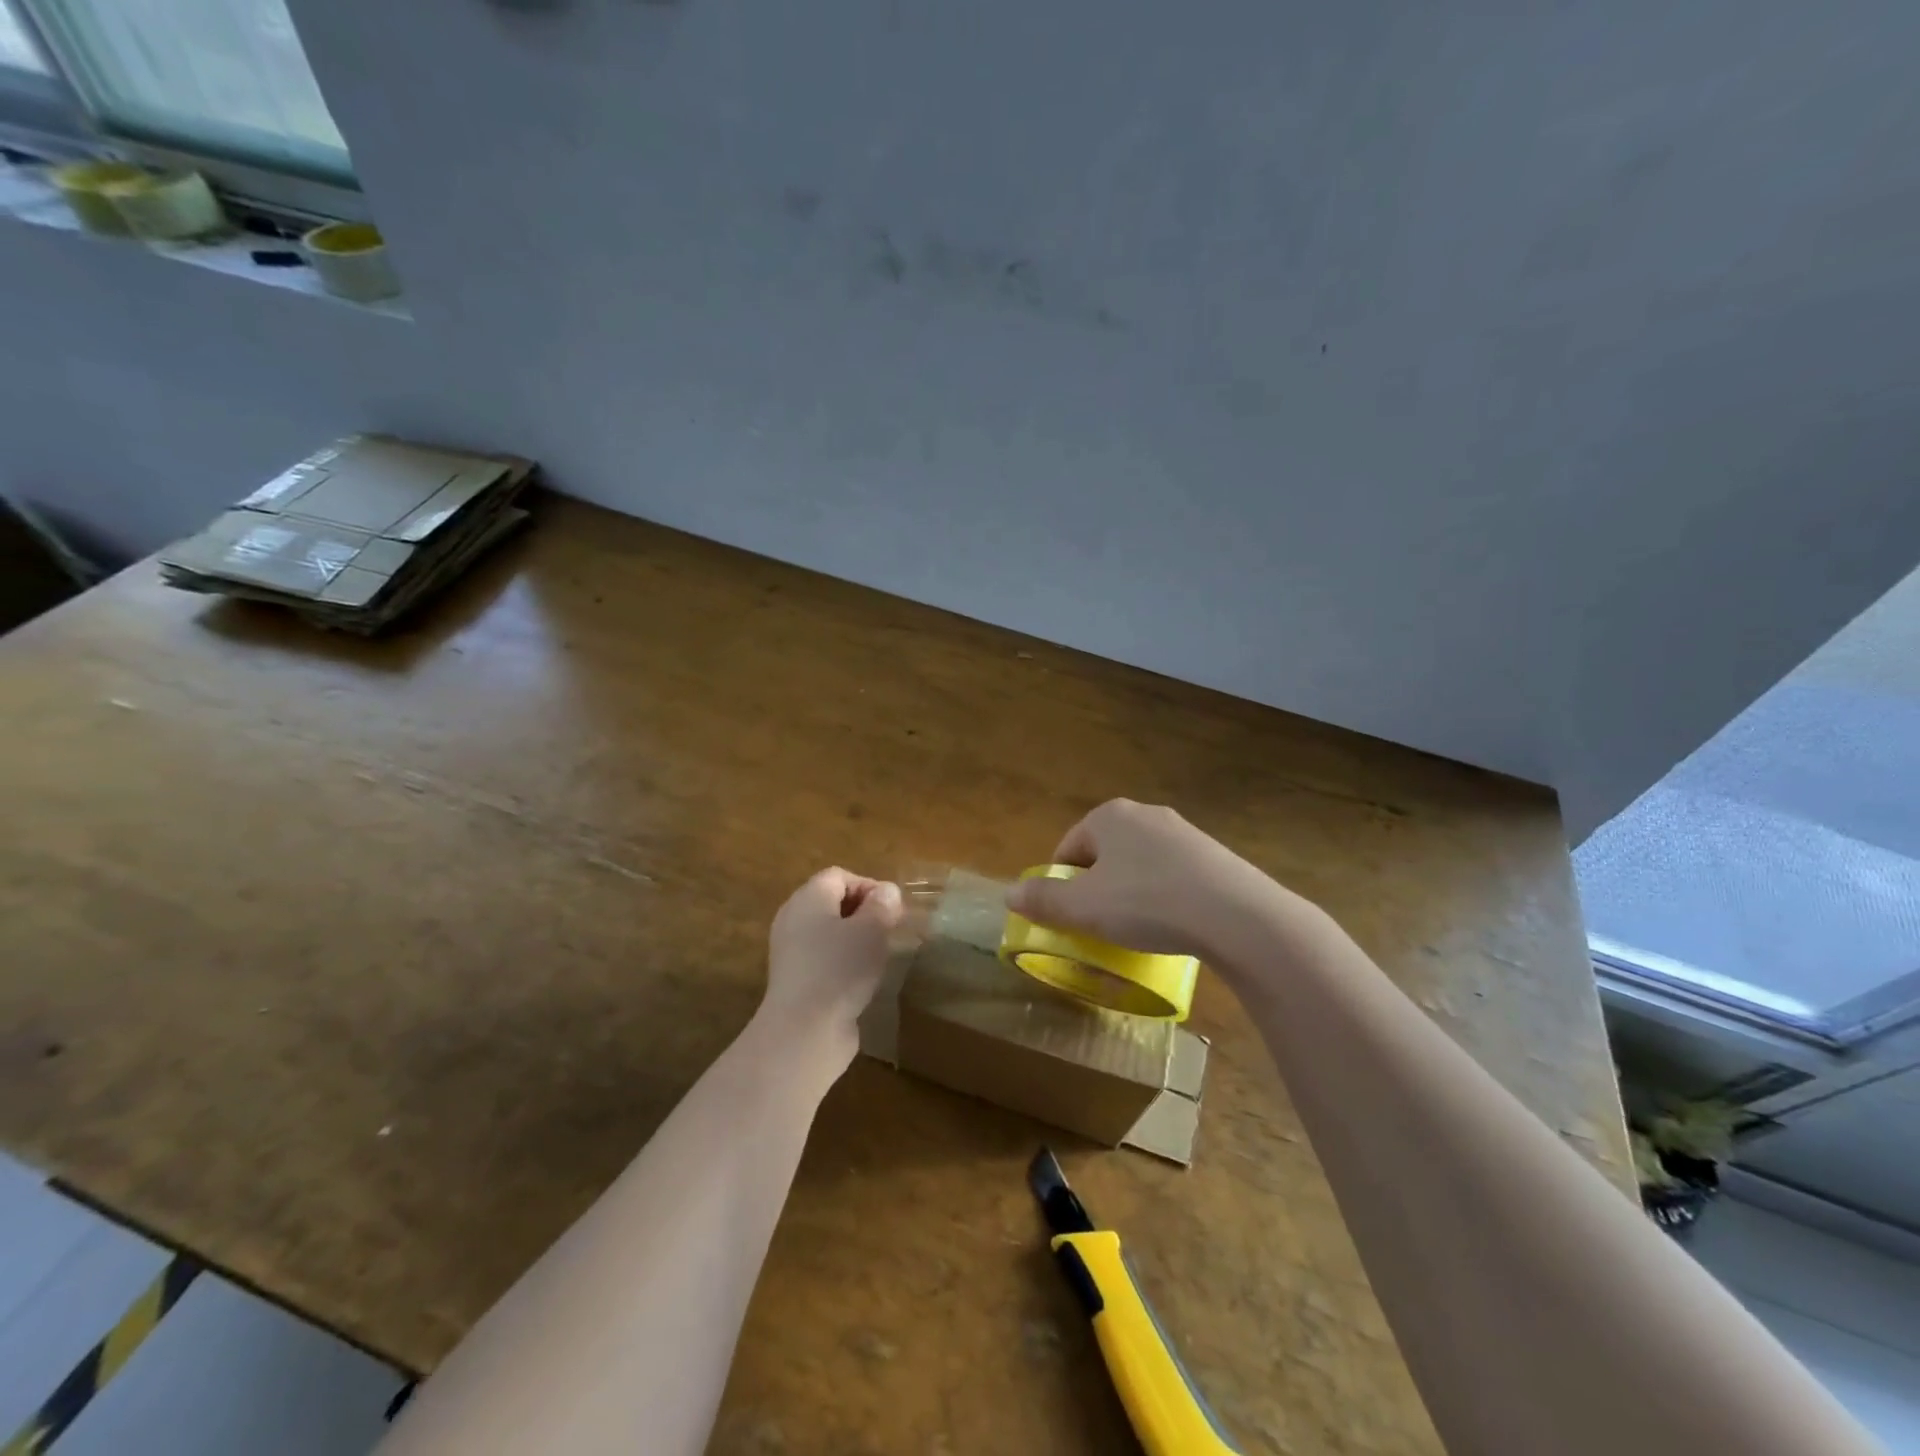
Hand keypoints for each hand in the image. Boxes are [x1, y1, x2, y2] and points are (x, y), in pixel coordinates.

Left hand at [762, 868, 903, 1041]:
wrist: (805, 1031)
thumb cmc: (841, 968)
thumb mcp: (873, 929)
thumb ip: (883, 905)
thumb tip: (886, 892)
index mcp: (807, 898)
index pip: (839, 876)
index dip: (869, 886)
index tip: (891, 911)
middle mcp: (793, 919)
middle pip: (832, 903)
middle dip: (864, 913)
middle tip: (889, 932)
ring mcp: (791, 952)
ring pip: (829, 933)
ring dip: (856, 940)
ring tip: (879, 957)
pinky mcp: (795, 981)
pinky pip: (824, 960)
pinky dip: (843, 964)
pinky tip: (861, 982)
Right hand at [1005, 799, 1272, 959]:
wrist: (1236, 914)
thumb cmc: (1146, 903)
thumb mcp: (1084, 908)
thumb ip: (1044, 900)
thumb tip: (1009, 894)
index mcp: (1109, 816)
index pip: (1069, 846)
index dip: (1061, 882)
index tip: (1067, 916)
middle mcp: (1145, 814)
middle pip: (1105, 853)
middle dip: (1097, 887)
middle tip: (1098, 924)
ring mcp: (1184, 832)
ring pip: (1140, 864)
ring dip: (1130, 892)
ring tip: (1136, 930)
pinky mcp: (1213, 855)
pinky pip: (1173, 875)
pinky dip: (1164, 896)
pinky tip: (1172, 925)